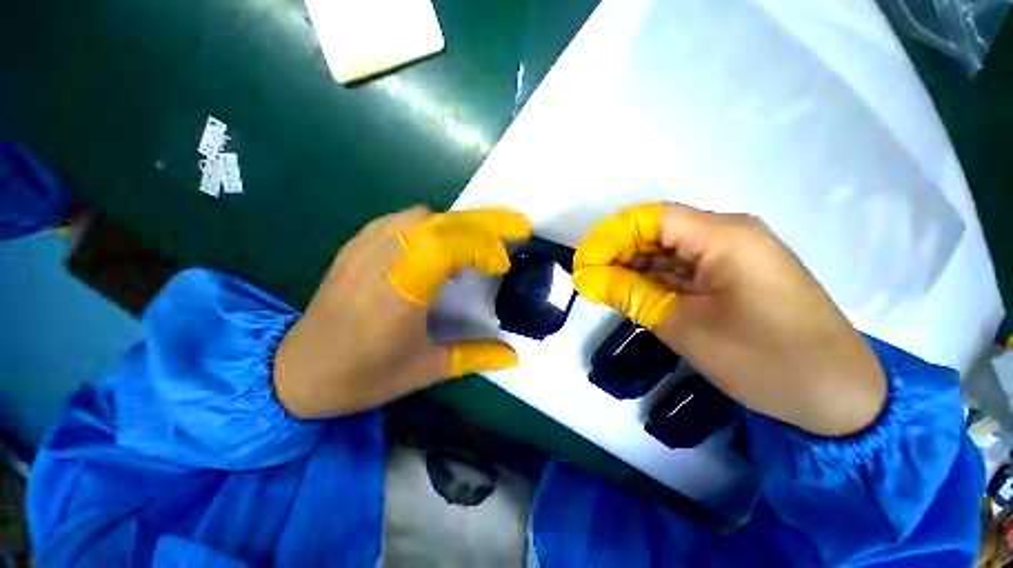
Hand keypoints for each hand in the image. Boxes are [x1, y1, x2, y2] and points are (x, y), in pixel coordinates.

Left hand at [274, 206, 532, 418]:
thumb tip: (514, 356)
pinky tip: (434, 247)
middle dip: (483, 224)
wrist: (296, 372)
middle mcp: (383, 261)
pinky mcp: (354, 247)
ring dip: (455, 225)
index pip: (449, 245)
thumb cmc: (363, 376)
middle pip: (441, 223)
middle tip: (510, 232)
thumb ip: (475, 356)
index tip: (502, 264)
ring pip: (421, 216)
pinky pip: (398, 220)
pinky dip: (427, 225)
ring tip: (473, 247)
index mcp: (402, 292)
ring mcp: (365, 249)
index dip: (484, 246)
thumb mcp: (425, 370)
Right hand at [574, 203, 885, 436]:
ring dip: (633, 267)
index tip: (583, 264)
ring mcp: (734, 254)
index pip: (649, 218)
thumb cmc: (766, 360)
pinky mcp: (734, 274)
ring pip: (668, 249)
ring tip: (605, 289)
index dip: (609, 237)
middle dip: (617, 253)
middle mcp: (729, 233)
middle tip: (589, 280)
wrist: (839, 398)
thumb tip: (586, 278)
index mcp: (723, 235)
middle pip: (657, 230)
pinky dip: (655, 279)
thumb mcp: (684, 326)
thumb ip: (630, 294)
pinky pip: (683, 267)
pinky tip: (634, 293)